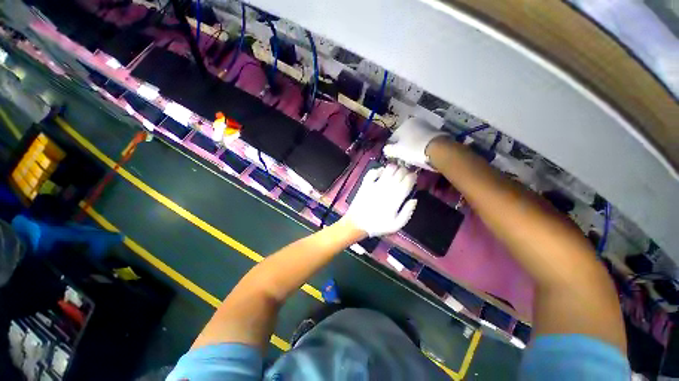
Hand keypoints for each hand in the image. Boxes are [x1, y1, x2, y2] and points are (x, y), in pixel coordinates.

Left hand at [343, 164, 417, 236]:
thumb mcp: (396, 225)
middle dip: (405, 171)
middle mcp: (387, 188)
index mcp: (396, 198)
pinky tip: (382, 173)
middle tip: (405, 176)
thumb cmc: (377, 225)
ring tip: (395, 173)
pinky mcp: (366, 183)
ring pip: (388, 169)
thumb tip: (414, 199)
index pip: (408, 180)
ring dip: (394, 168)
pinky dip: (379, 170)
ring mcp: (375, 184)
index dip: (413, 177)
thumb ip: (407, 212)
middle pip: (400, 172)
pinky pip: (373, 171)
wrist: (356, 224)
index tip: (413, 179)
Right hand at [383, 117, 447, 169]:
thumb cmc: (414, 149)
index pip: (393, 137)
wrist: (438, 150)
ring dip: (412, 147)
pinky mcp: (436, 133)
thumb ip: (388, 150)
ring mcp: (427, 127)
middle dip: (403, 147)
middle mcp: (416, 122)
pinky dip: (421, 147)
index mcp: (405, 123)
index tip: (394, 157)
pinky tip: (421, 155)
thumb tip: (386, 149)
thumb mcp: (397, 151)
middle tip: (403, 158)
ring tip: (412, 158)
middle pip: (404, 138)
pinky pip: (423, 141)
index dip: (392, 148)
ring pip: (414, 139)